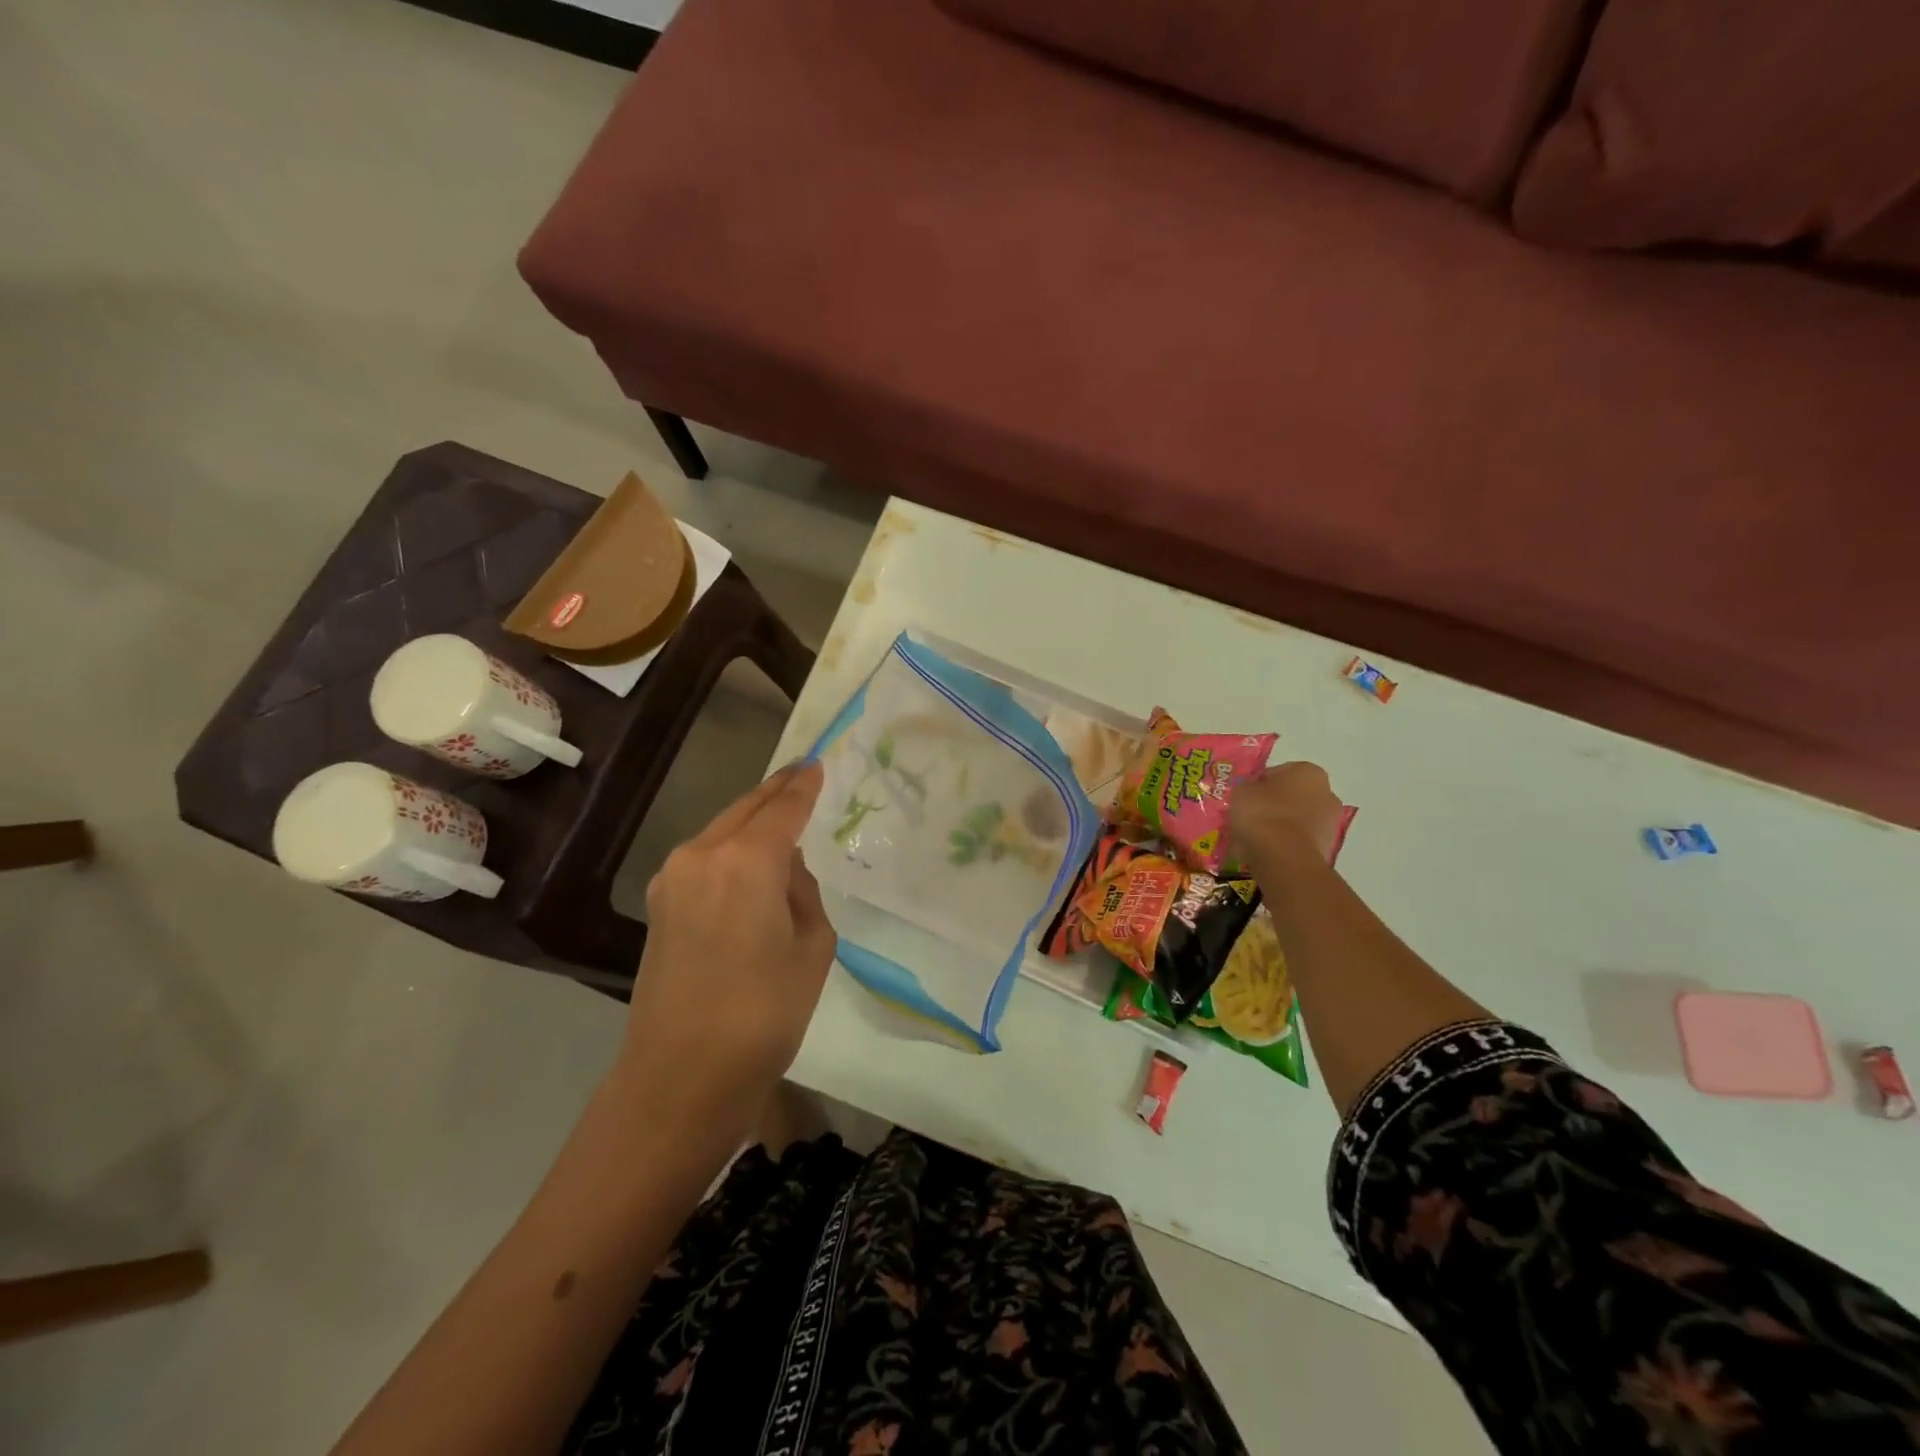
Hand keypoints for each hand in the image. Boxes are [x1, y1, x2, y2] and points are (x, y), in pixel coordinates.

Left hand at [612, 763, 836, 1136]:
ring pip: (721, 831)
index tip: (817, 765)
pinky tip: (749, 863)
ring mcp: (672, 879)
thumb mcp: (812, 948)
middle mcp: (702, 856)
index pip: (782, 809)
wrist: (681, 1078)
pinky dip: (731, 849)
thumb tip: (783, 872)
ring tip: (781, 818)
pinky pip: (705, 859)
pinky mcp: (659, 905)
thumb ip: (802, 893)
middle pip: (745, 809)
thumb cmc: (763, 1014)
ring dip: (751, 821)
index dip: (803, 786)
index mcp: (745, 861)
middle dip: (775, 792)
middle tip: (802, 775)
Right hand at [1227, 761, 1345, 869]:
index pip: (1277, 773)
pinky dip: (1285, 844)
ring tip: (1254, 838)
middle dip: (1273, 805)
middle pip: (1292, 797)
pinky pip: (1299, 841)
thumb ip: (1248, 789)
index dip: (1257, 785)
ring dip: (1280, 826)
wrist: (1284, 857)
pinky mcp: (1327, 848)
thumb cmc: (1262, 813)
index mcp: (1308, 772)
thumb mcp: (1241, 791)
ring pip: (1297, 820)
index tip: (1244, 798)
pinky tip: (1266, 851)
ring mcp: (1330, 823)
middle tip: (1249, 817)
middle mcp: (1327, 793)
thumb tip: (1251, 794)